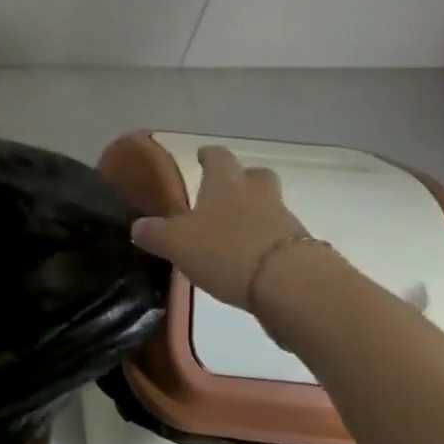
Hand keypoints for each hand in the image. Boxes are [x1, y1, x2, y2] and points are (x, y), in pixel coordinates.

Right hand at [130, 146, 310, 311]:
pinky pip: (283, 241)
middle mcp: (258, 195)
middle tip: (226, 193)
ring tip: (234, 238)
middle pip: (256, 176)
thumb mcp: (176, 243)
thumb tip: (138, 227)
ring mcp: (286, 222)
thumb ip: (155, 234)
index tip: (202, 157)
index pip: (218, 157)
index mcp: (226, 183)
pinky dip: (268, 248)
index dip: (208, 156)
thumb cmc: (226, 250)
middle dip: (243, 181)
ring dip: (256, 217)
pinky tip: (253, 266)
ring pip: (270, 209)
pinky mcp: (305, 253)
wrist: (292, 286)